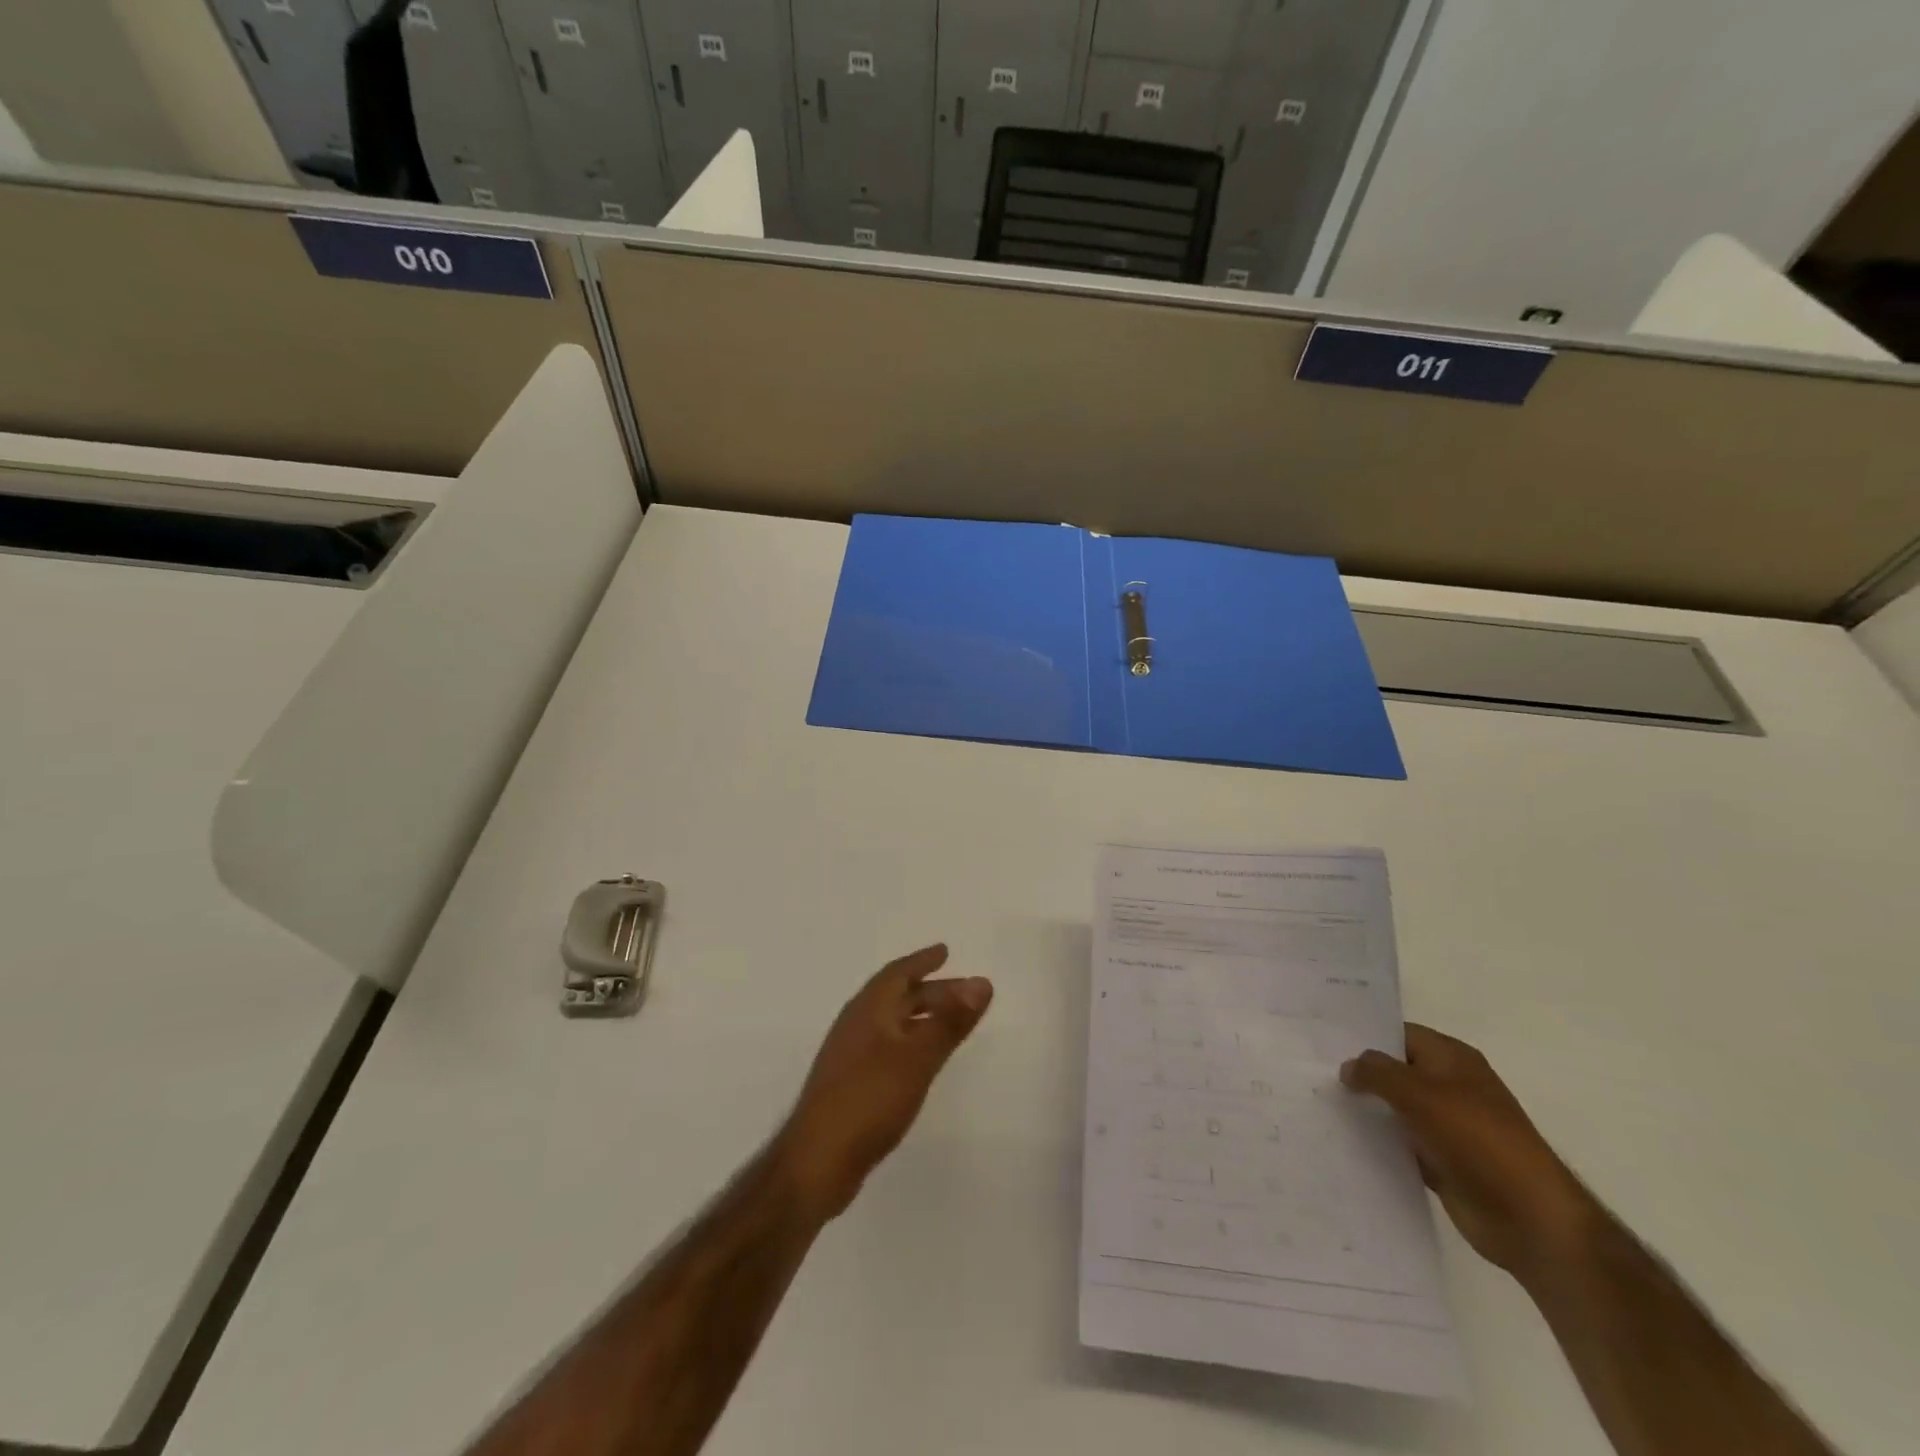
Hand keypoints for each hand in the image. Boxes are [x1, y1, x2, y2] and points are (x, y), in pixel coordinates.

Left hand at [774, 945, 992, 1222]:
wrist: (817, 1161)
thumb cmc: (869, 1100)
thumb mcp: (917, 1058)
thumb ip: (949, 1021)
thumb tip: (982, 982)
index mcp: (868, 1010)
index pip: (897, 973)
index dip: (922, 961)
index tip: (945, 951)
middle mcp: (857, 1025)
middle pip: (897, 997)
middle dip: (931, 990)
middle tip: (966, 992)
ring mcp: (850, 1056)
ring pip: (892, 1022)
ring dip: (922, 1016)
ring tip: (951, 1022)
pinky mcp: (851, 1084)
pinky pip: (887, 1046)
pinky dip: (910, 1040)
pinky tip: (922, 1060)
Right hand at [1342, 1024, 1601, 1284]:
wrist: (1529, 1217)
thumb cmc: (1476, 1139)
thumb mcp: (1418, 1093)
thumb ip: (1376, 1072)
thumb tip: (1348, 1066)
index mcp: (1451, 1059)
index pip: (1398, 1034)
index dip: (1364, 1036)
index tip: (1322, 1042)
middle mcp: (1449, 1086)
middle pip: (1395, 1071)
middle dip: (1359, 1073)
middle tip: (1310, 1072)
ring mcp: (1447, 1126)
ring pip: (1395, 1109)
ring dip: (1367, 1110)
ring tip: (1317, 1104)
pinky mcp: (1443, 1161)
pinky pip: (1402, 1144)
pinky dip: (1379, 1143)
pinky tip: (1343, 1141)